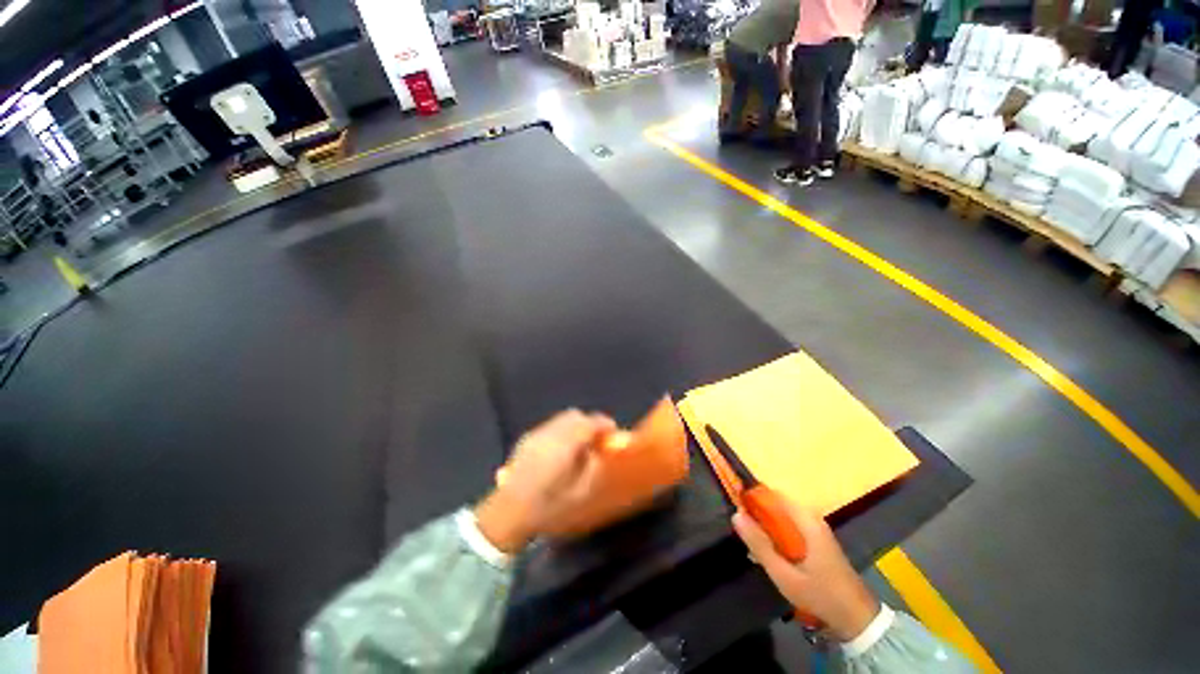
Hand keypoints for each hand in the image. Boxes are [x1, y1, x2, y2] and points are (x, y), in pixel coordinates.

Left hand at [475, 410, 615, 552]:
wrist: (508, 511)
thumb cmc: (547, 506)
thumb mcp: (579, 492)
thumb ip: (593, 467)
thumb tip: (599, 452)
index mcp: (565, 445)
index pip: (589, 423)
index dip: (604, 424)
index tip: (612, 431)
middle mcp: (551, 433)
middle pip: (575, 416)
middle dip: (589, 422)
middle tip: (596, 438)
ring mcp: (536, 433)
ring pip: (562, 418)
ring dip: (574, 425)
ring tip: (579, 443)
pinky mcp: (526, 437)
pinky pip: (550, 426)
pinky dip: (561, 430)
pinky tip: (560, 449)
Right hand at [733, 501, 879, 641]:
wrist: (858, 619)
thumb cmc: (820, 594)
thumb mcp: (784, 574)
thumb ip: (760, 544)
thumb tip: (736, 515)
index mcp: (806, 520)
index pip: (773, 494)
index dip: (753, 498)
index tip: (737, 509)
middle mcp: (812, 519)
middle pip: (777, 505)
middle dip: (758, 516)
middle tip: (744, 534)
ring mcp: (816, 530)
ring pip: (782, 518)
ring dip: (766, 528)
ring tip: (754, 549)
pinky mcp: (817, 541)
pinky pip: (790, 529)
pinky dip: (777, 537)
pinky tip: (770, 556)